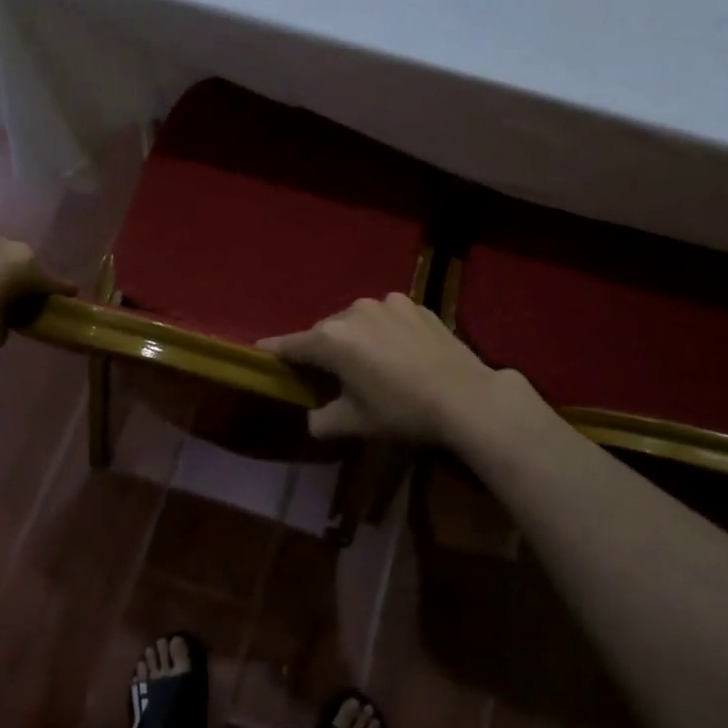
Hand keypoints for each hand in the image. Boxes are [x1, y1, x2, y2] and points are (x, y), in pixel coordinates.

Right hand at [260, 293, 506, 443]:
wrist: (465, 396)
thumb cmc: (402, 412)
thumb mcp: (355, 424)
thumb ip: (321, 420)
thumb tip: (313, 416)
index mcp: (331, 340)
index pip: (291, 344)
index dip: (274, 352)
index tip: (261, 352)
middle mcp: (353, 312)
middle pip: (325, 331)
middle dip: (323, 350)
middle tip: (331, 375)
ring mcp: (386, 303)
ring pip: (356, 321)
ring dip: (355, 338)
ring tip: (371, 362)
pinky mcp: (414, 304)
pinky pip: (385, 317)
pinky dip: (383, 331)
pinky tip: (400, 352)